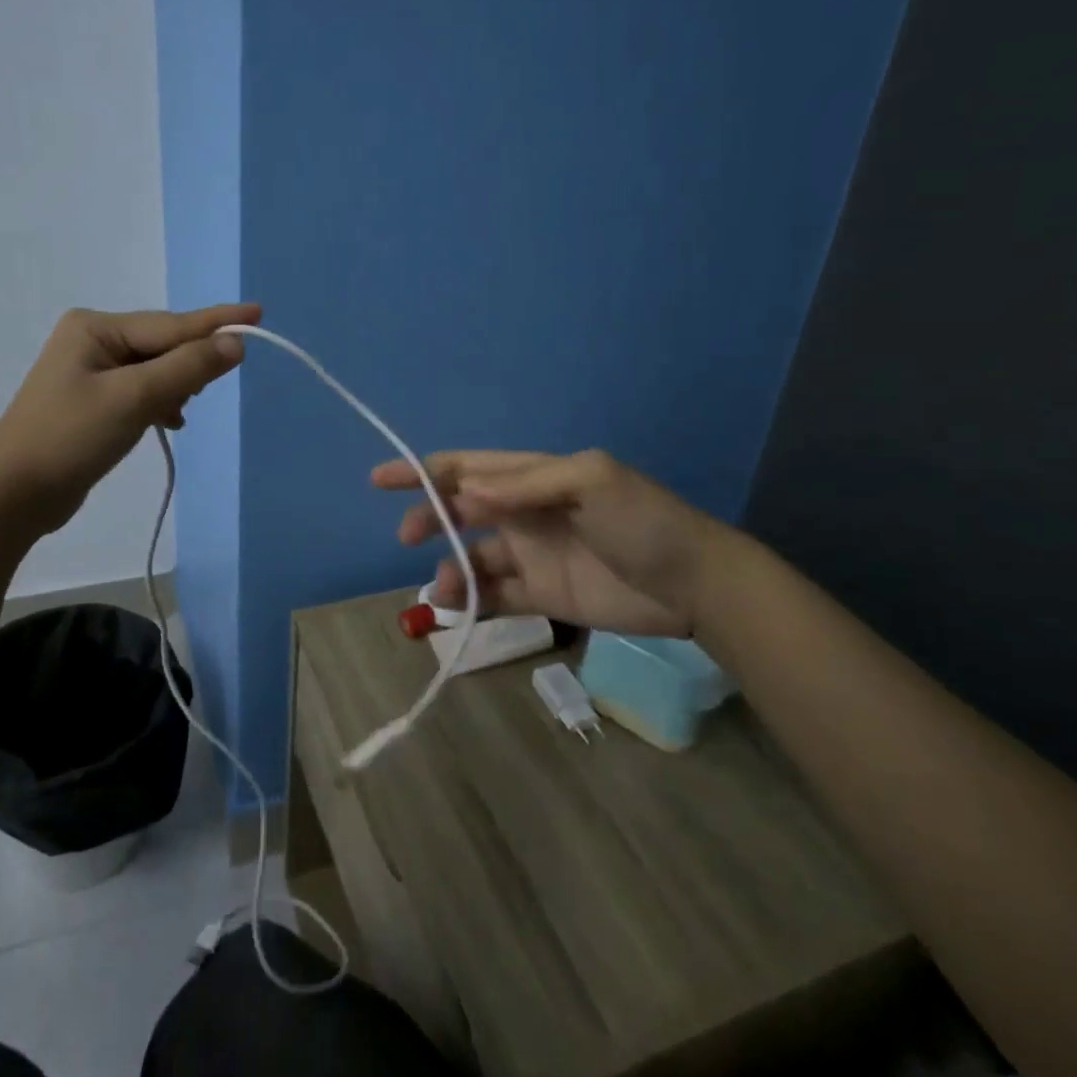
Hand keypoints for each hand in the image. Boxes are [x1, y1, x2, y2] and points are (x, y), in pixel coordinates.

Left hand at [0, 303, 258, 531]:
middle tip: (208, 389)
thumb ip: (188, 367)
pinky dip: (160, 403)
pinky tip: (170, 422)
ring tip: (181, 411)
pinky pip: (143, 390)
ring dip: (176, 387)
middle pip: (164, 344)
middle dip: (191, 364)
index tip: (259, 311)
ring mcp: (91, 372)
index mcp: (96, 328)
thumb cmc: (71, 438)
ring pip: (156, 369)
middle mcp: (93, 341)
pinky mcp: (94, 401)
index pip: (172, 324)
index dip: (218, 322)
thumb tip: (235, 342)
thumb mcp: (135, 398)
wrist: (13, 496)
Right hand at [371, 448, 726, 636]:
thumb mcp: (591, 481)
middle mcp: (525, 512)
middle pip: (461, 510)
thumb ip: (527, 484)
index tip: (381, 480)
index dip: (424, 470)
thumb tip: (466, 494)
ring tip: (446, 589)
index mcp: (534, 477)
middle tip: (406, 537)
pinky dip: (471, 600)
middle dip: (429, 518)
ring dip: (450, 568)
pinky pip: (494, 595)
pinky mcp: (542, 595)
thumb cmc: (643, 522)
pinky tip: (460, 608)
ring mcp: (532, 555)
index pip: (468, 468)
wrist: (695, 585)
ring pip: (473, 558)